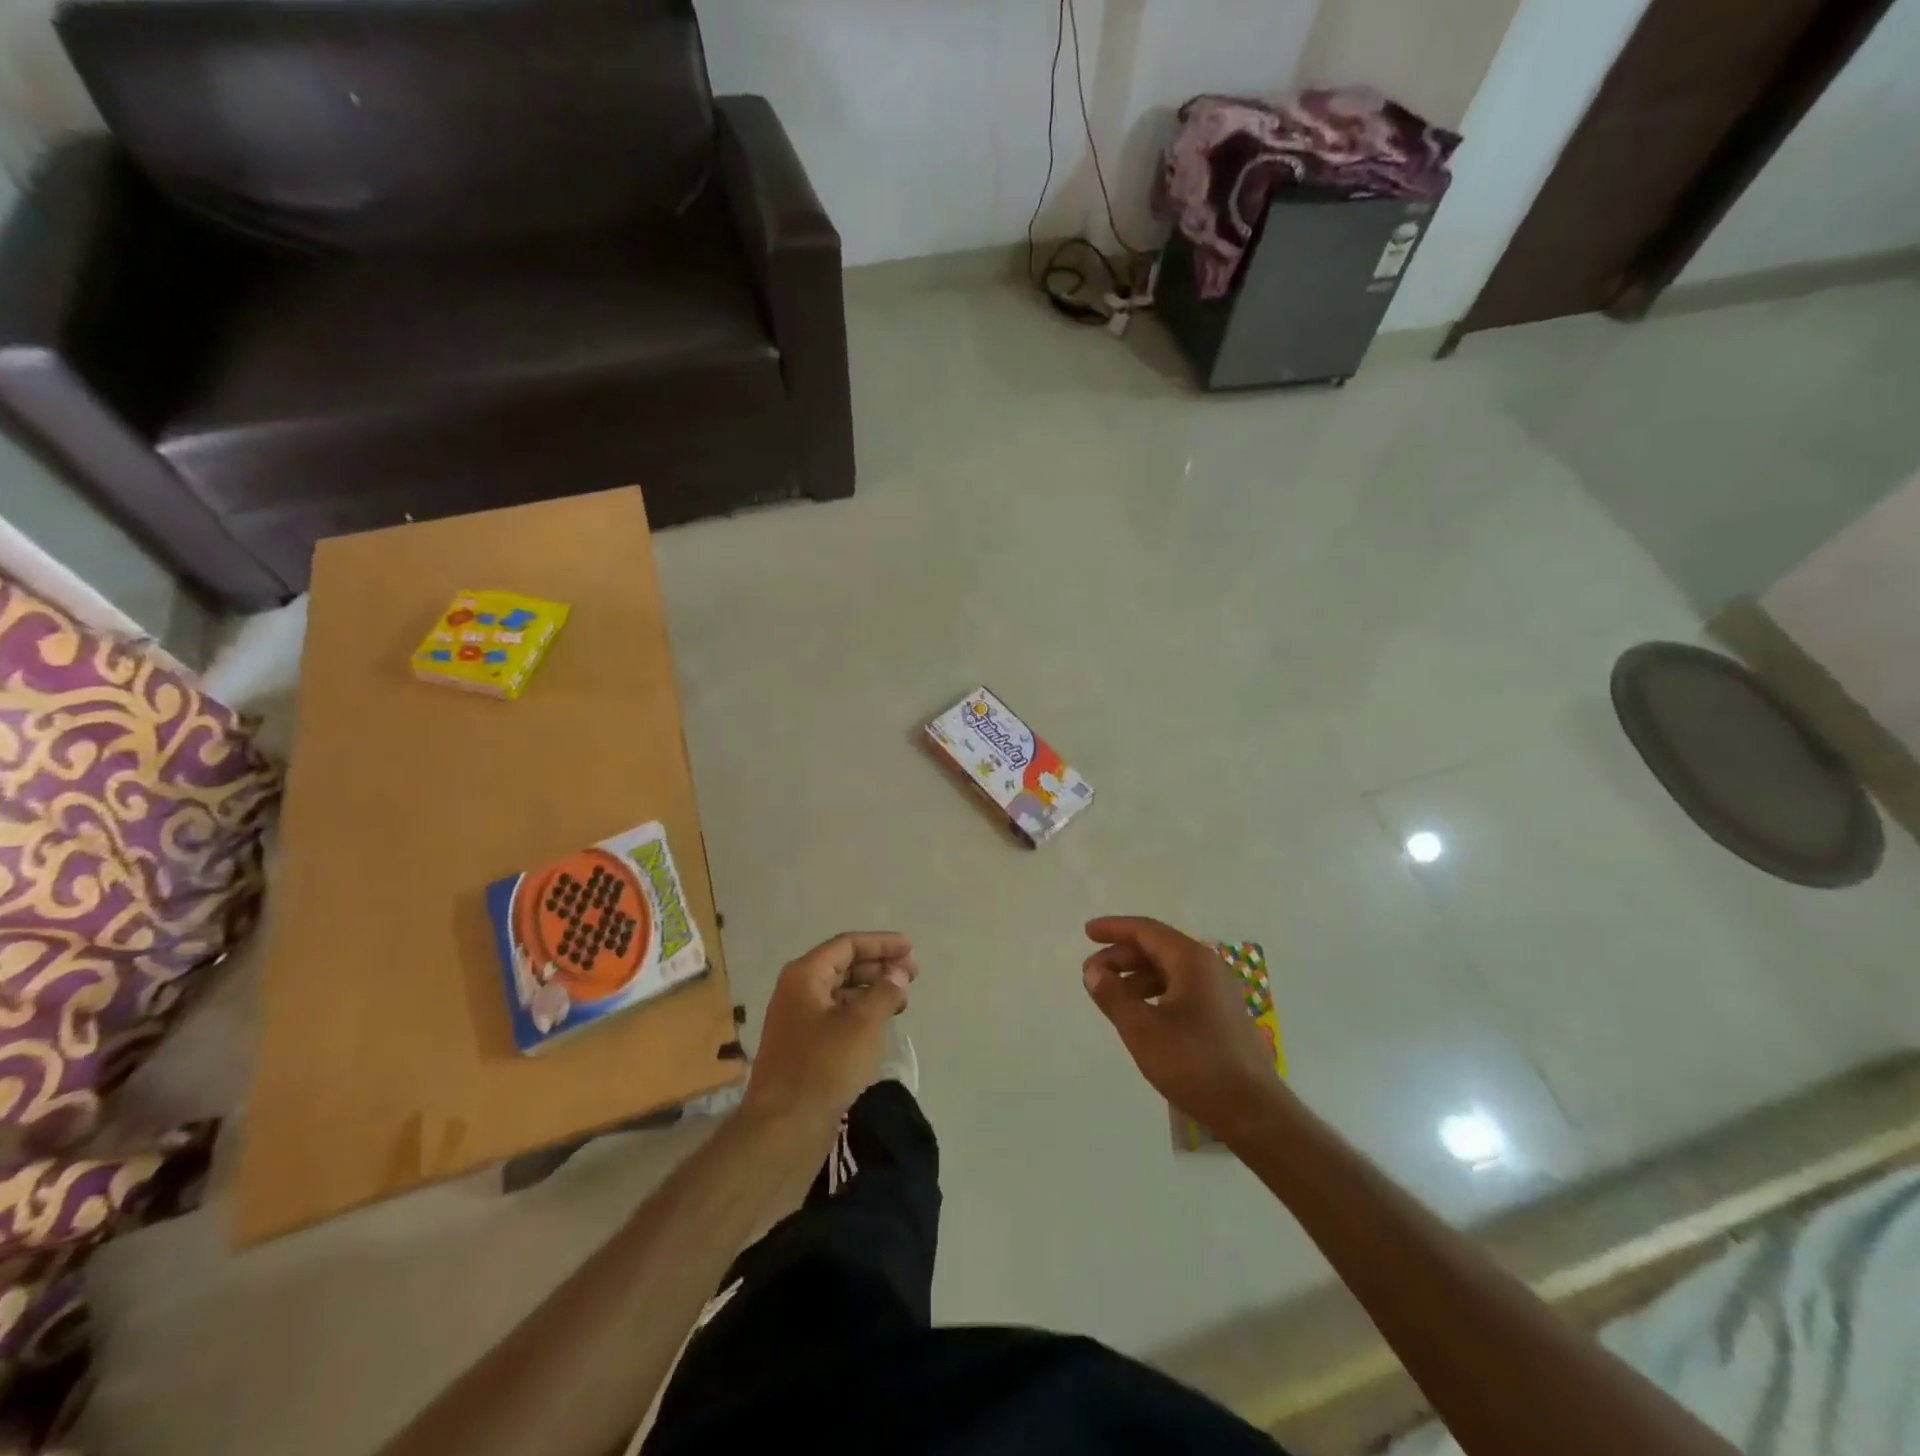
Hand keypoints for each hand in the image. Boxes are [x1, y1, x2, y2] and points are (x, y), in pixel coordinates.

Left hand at [742, 932, 917, 1132]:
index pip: (847, 944)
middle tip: (912, 975)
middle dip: (879, 966)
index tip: (910, 949)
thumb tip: (899, 972)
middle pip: (843, 966)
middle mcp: (797, 991)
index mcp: (804, 976)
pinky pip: (837, 1017)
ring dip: (872, 991)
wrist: (782, 1130)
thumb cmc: (823, 1067)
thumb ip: (885, 992)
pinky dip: (861, 1014)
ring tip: (902, 1000)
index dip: (881, 943)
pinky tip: (881, 1024)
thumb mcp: (863, 1024)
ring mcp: (798, 1021)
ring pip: (841, 993)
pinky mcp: (804, 1048)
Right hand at [1082, 916, 1288, 1142]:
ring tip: (1111, 996)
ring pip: (1170, 970)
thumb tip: (1093, 971)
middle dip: (1122, 956)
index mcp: (1192, 960)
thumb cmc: (1194, 1063)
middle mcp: (1209, 967)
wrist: (1253, 1112)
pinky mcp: (1224, 1015)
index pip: (1146, 930)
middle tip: (1092, 973)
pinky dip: (1155, 992)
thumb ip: (1113, 995)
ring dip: (1137, 976)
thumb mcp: (1142, 1029)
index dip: (1114, 928)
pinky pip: (1182, 989)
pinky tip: (1142, 1014)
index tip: (1088, 932)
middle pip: (1158, 947)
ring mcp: (1220, 992)